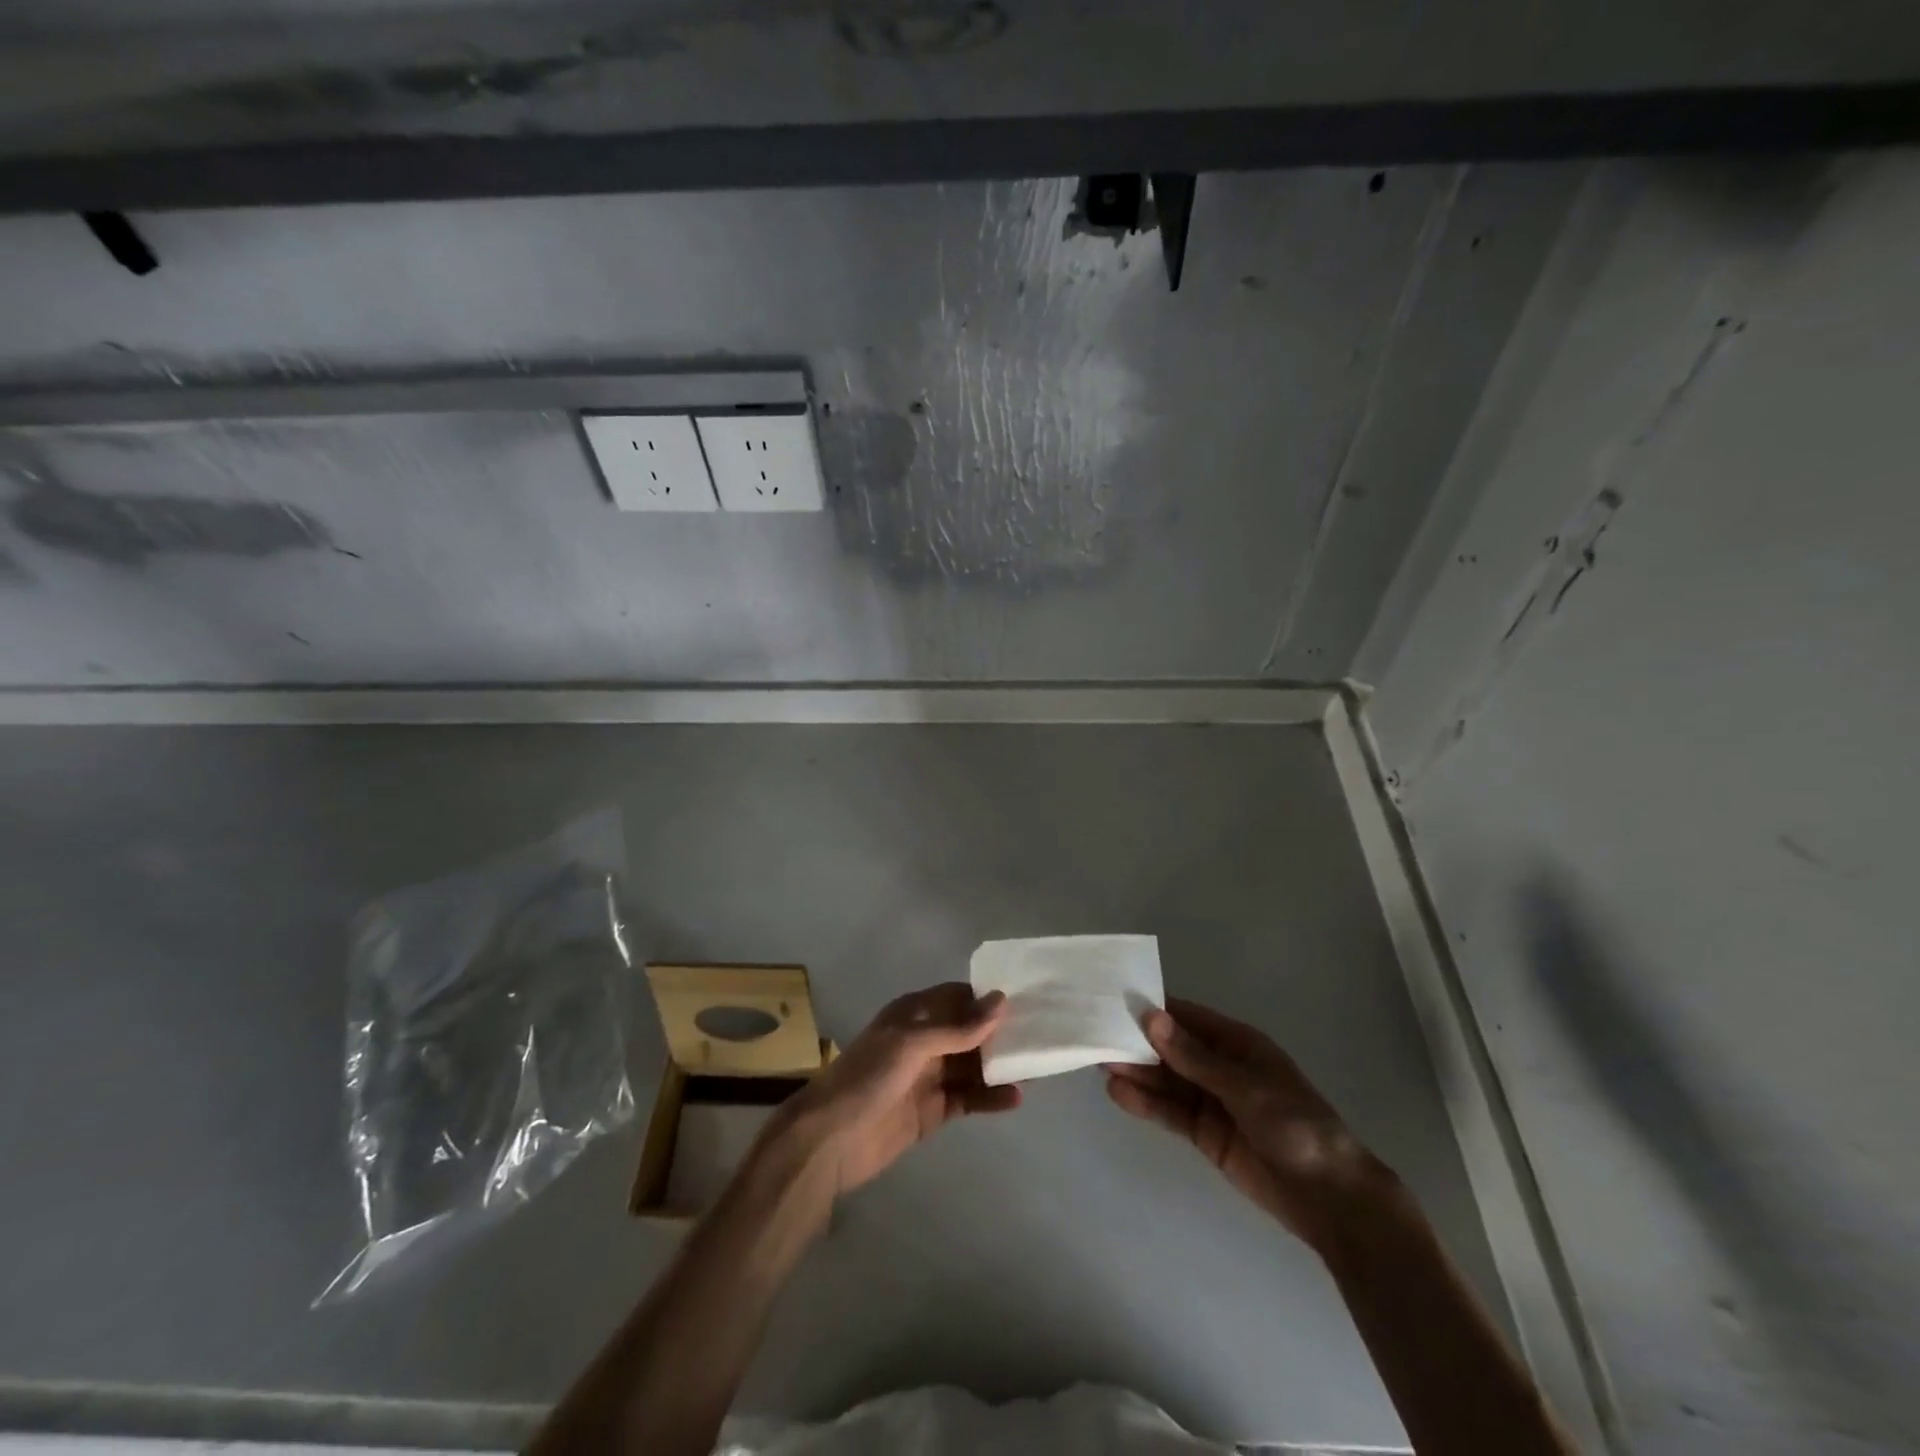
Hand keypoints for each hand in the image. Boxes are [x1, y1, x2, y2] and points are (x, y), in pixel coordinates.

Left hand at [770, 983, 1019, 1200]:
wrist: (830, 1141)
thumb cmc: (868, 1078)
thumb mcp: (911, 1044)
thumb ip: (957, 1027)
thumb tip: (1002, 1000)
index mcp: (914, 1014)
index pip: (958, 997)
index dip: (988, 998)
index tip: (1027, 999)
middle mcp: (924, 1040)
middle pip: (970, 1031)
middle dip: (1001, 1033)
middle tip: (1042, 1034)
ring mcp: (930, 1076)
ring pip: (973, 1065)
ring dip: (1000, 1065)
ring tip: (1037, 1066)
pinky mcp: (934, 1111)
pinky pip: (969, 1098)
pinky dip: (991, 1097)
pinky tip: (1015, 1098)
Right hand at [1106, 998, 1390, 1248]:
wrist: (1329, 1198)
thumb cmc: (1295, 1126)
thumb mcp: (1244, 1086)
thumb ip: (1193, 1056)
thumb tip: (1150, 1017)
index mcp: (1237, 1044)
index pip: (1186, 1018)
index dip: (1153, 1010)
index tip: (1114, 1001)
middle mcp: (1220, 1067)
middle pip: (1171, 1049)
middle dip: (1138, 1042)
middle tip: (1096, 1034)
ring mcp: (1211, 1101)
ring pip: (1166, 1080)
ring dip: (1136, 1071)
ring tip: (1099, 1062)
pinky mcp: (1204, 1134)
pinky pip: (1169, 1112)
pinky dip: (1145, 1102)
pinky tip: (1118, 1093)